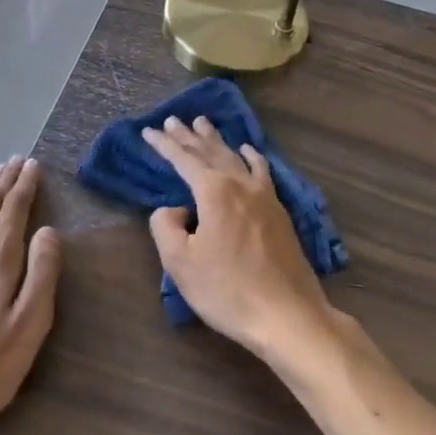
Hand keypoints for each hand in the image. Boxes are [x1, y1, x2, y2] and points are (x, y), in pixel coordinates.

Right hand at [142, 116, 334, 359]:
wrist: (287, 315)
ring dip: (216, 140)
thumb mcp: (181, 263)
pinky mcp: (279, 211)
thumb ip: (166, 227)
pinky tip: (248, 150)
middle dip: (189, 135)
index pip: (184, 159)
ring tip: (204, 123)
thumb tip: (174, 209)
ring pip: (235, 157)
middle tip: (173, 119)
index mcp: (214, 192)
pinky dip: (251, 156)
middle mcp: (240, 184)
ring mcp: (264, 196)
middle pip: (210, 151)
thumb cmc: (228, 291)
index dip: (164, 144)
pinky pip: (261, 171)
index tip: (148, 130)